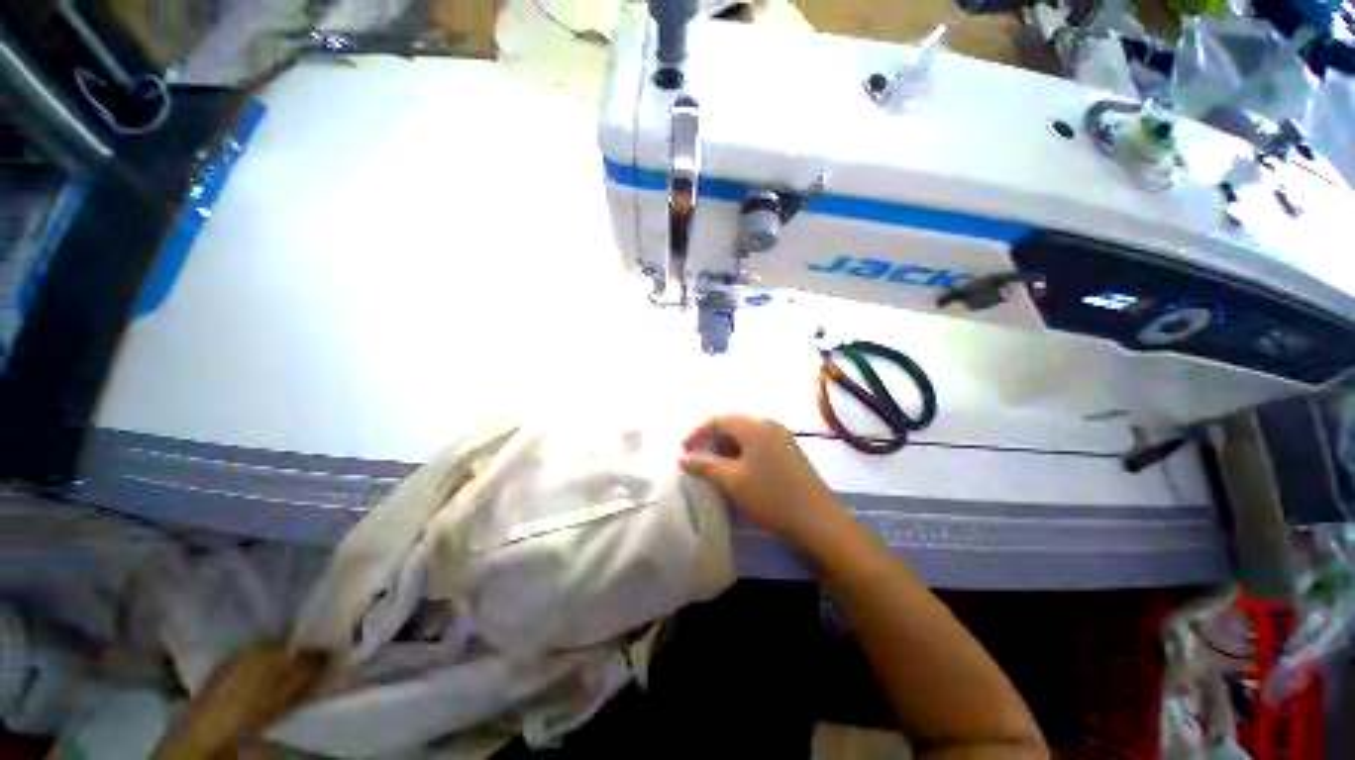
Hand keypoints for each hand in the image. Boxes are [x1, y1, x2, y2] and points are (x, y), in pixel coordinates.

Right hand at [679, 414, 839, 545]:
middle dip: (711, 438)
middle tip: (697, 457)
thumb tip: (682, 458)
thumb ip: (705, 465)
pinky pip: (758, 442)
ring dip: (726, 446)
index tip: (683, 450)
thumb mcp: (732, 481)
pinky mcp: (789, 450)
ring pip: (745, 434)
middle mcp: (769, 424)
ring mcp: (782, 436)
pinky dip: (742, 451)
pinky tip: (738, 469)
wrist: (818, 521)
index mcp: (754, 426)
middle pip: (733, 423)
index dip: (698, 432)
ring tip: (714, 465)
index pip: (718, 419)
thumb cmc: (771, 497)